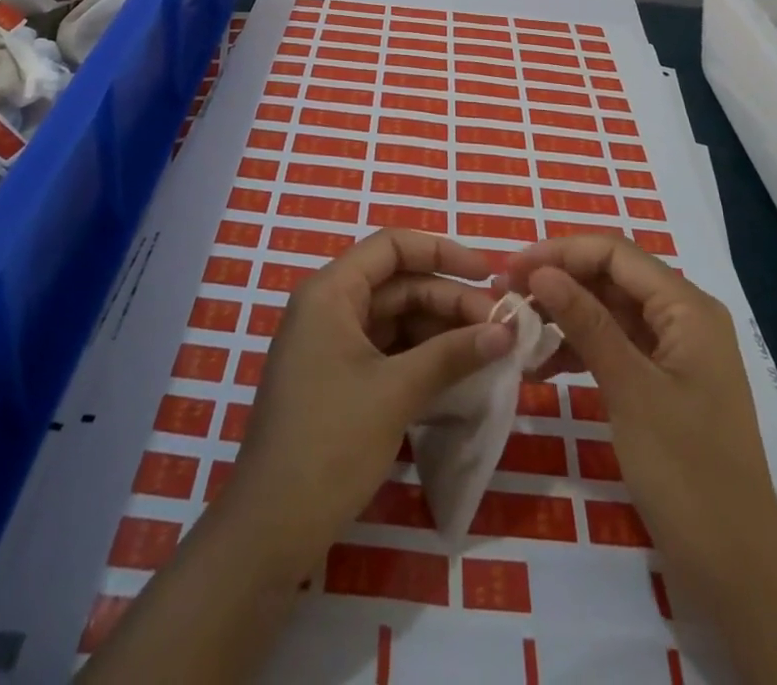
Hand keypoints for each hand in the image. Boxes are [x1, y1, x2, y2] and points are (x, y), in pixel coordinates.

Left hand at [214, 228, 514, 575]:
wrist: (270, 529)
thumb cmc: (330, 443)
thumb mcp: (396, 392)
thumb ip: (452, 353)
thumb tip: (506, 331)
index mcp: (331, 292)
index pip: (391, 246)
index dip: (441, 252)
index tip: (488, 275)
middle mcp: (329, 307)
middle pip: (398, 284)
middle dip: (449, 299)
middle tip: (499, 327)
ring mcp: (331, 344)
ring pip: (396, 318)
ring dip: (440, 330)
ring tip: (488, 349)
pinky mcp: (338, 378)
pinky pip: (387, 349)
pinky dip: (422, 356)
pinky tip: (458, 371)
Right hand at [504, 236, 766, 553]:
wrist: (737, 572)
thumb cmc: (687, 472)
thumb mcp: (630, 389)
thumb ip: (585, 322)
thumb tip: (540, 270)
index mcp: (687, 307)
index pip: (615, 253)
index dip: (561, 252)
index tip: (511, 269)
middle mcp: (683, 317)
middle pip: (611, 277)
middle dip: (559, 281)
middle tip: (506, 297)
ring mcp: (673, 352)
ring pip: (609, 311)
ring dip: (564, 315)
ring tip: (517, 330)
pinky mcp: (662, 383)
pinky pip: (614, 346)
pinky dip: (579, 349)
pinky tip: (542, 366)